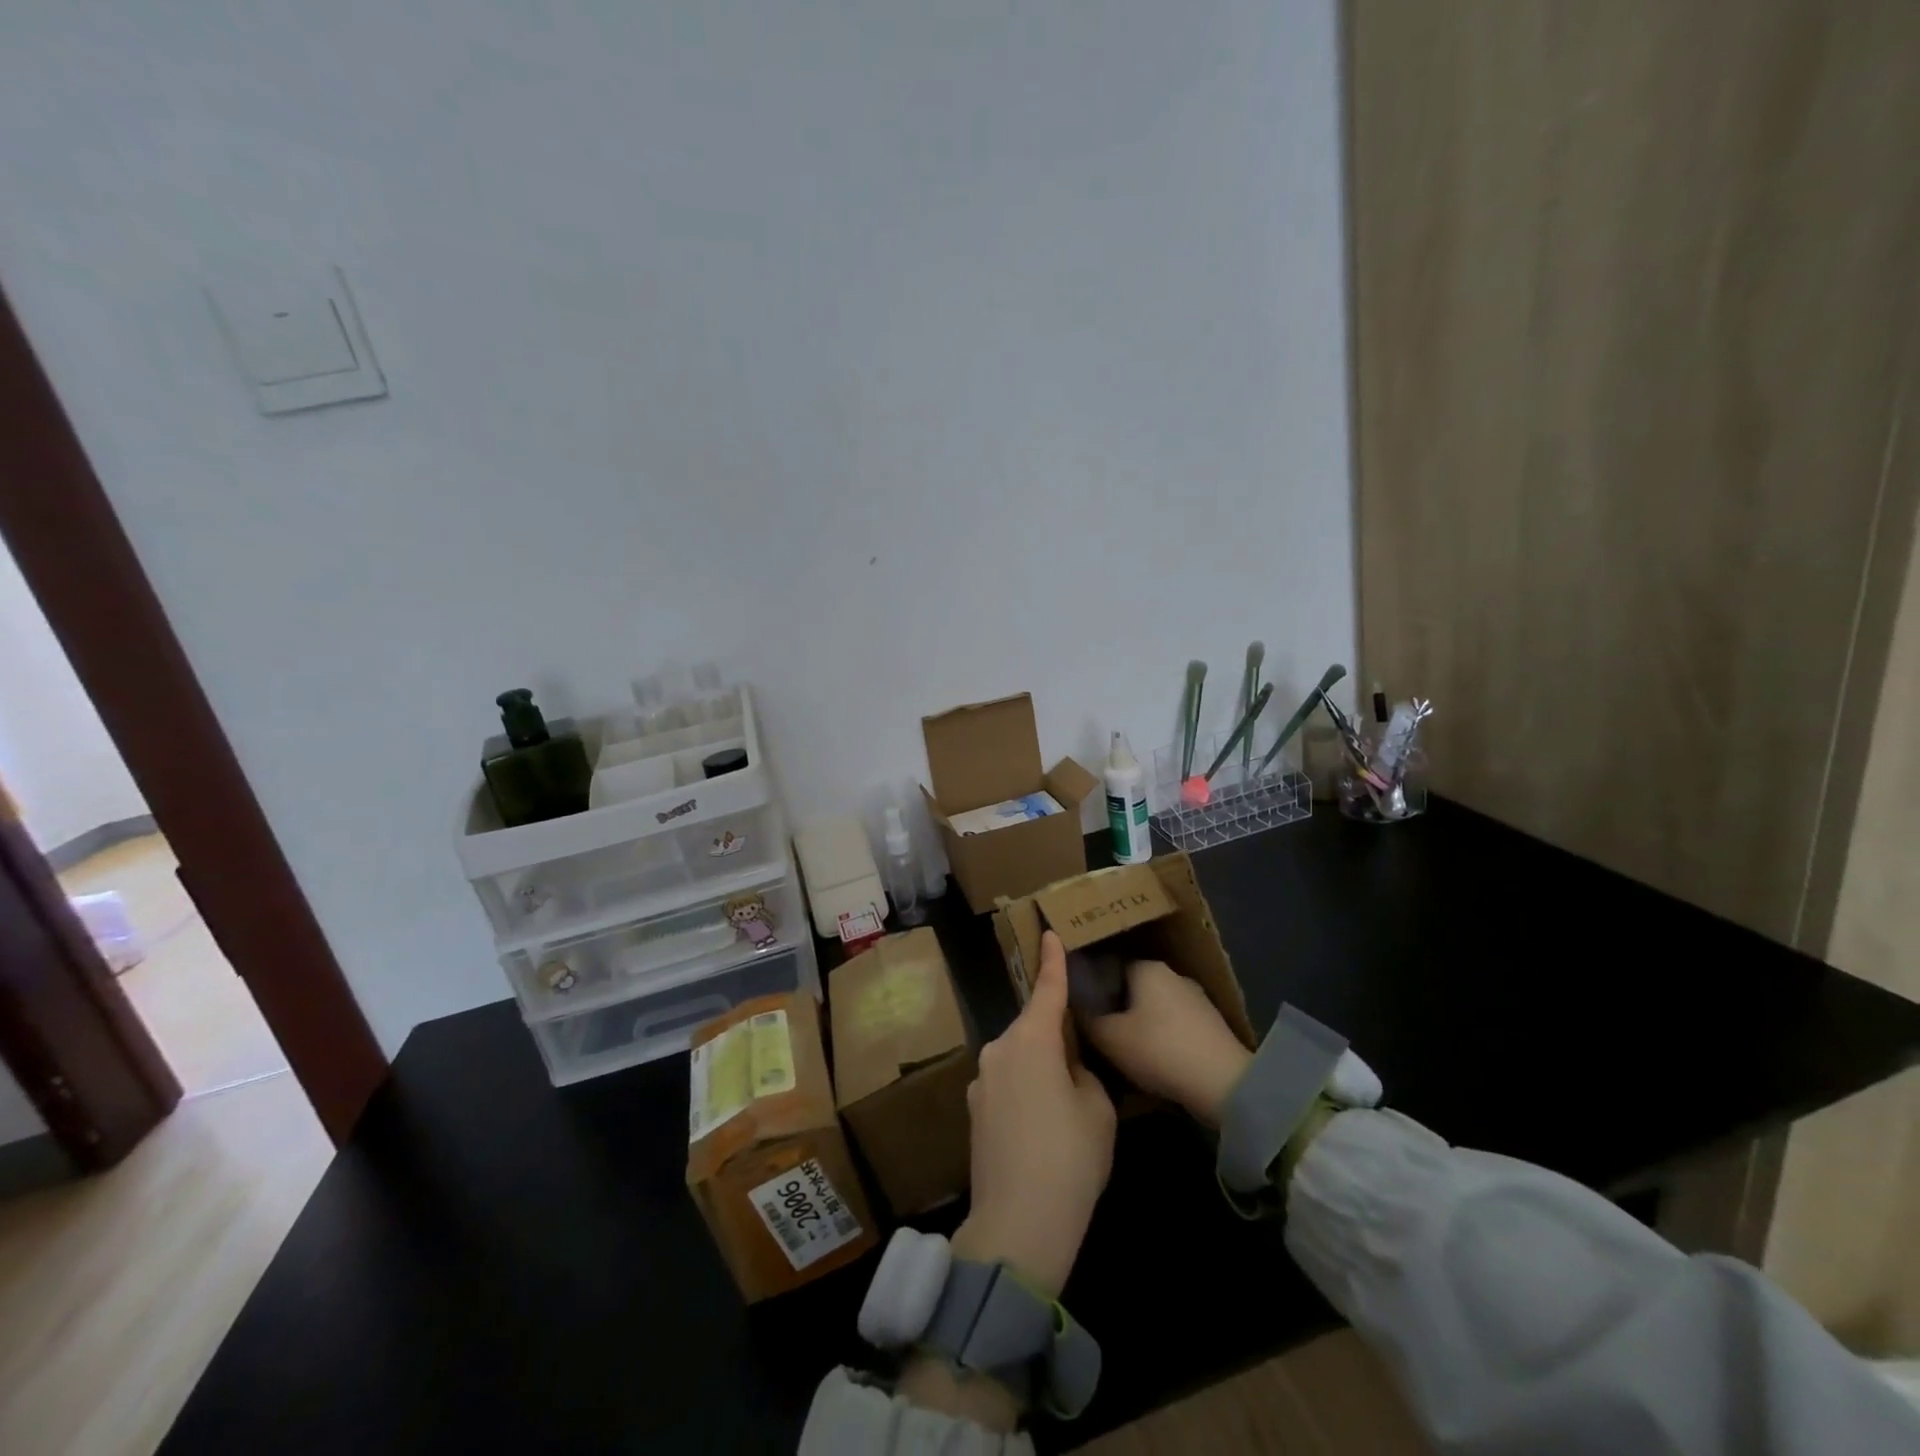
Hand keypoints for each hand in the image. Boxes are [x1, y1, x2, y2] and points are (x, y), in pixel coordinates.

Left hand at [956, 930, 1116, 1299]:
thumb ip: (1084, 1074)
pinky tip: (1040, 1130)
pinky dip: (1025, 1092)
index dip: (1052, 961)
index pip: (1047, 990)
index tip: (1048, 932)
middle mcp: (999, 1050)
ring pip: (1019, 1058)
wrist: (1018, 1224)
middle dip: (1056, 1037)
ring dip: (1040, 1068)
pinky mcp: (974, 1110)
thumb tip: (1068, 1070)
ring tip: (1064, 1110)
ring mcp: (981, 1080)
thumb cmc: (1069, 1158)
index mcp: (1032, 1040)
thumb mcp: (1097, 1110)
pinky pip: (1007, 1084)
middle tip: (1083, 1070)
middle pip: (1033, 1028)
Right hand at [1086, 960, 1251, 1126]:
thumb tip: (1072, 1005)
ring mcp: (1196, 998)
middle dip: (1116, 1007)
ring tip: (1122, 1050)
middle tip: (1098, 1032)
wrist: (1224, 1084)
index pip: (1109, 967)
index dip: (1092, 988)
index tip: (1080, 1009)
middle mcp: (1172, 974)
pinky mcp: (1211, 1025)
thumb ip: (1087, 1019)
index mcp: (1146, 967)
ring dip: (1140, 1024)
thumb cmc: (1159, 1050)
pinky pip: (1174, 1025)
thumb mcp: (1109, 1038)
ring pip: (1154, 1007)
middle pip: (1132, 988)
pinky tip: (1152, 1060)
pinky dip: (1161, 1038)